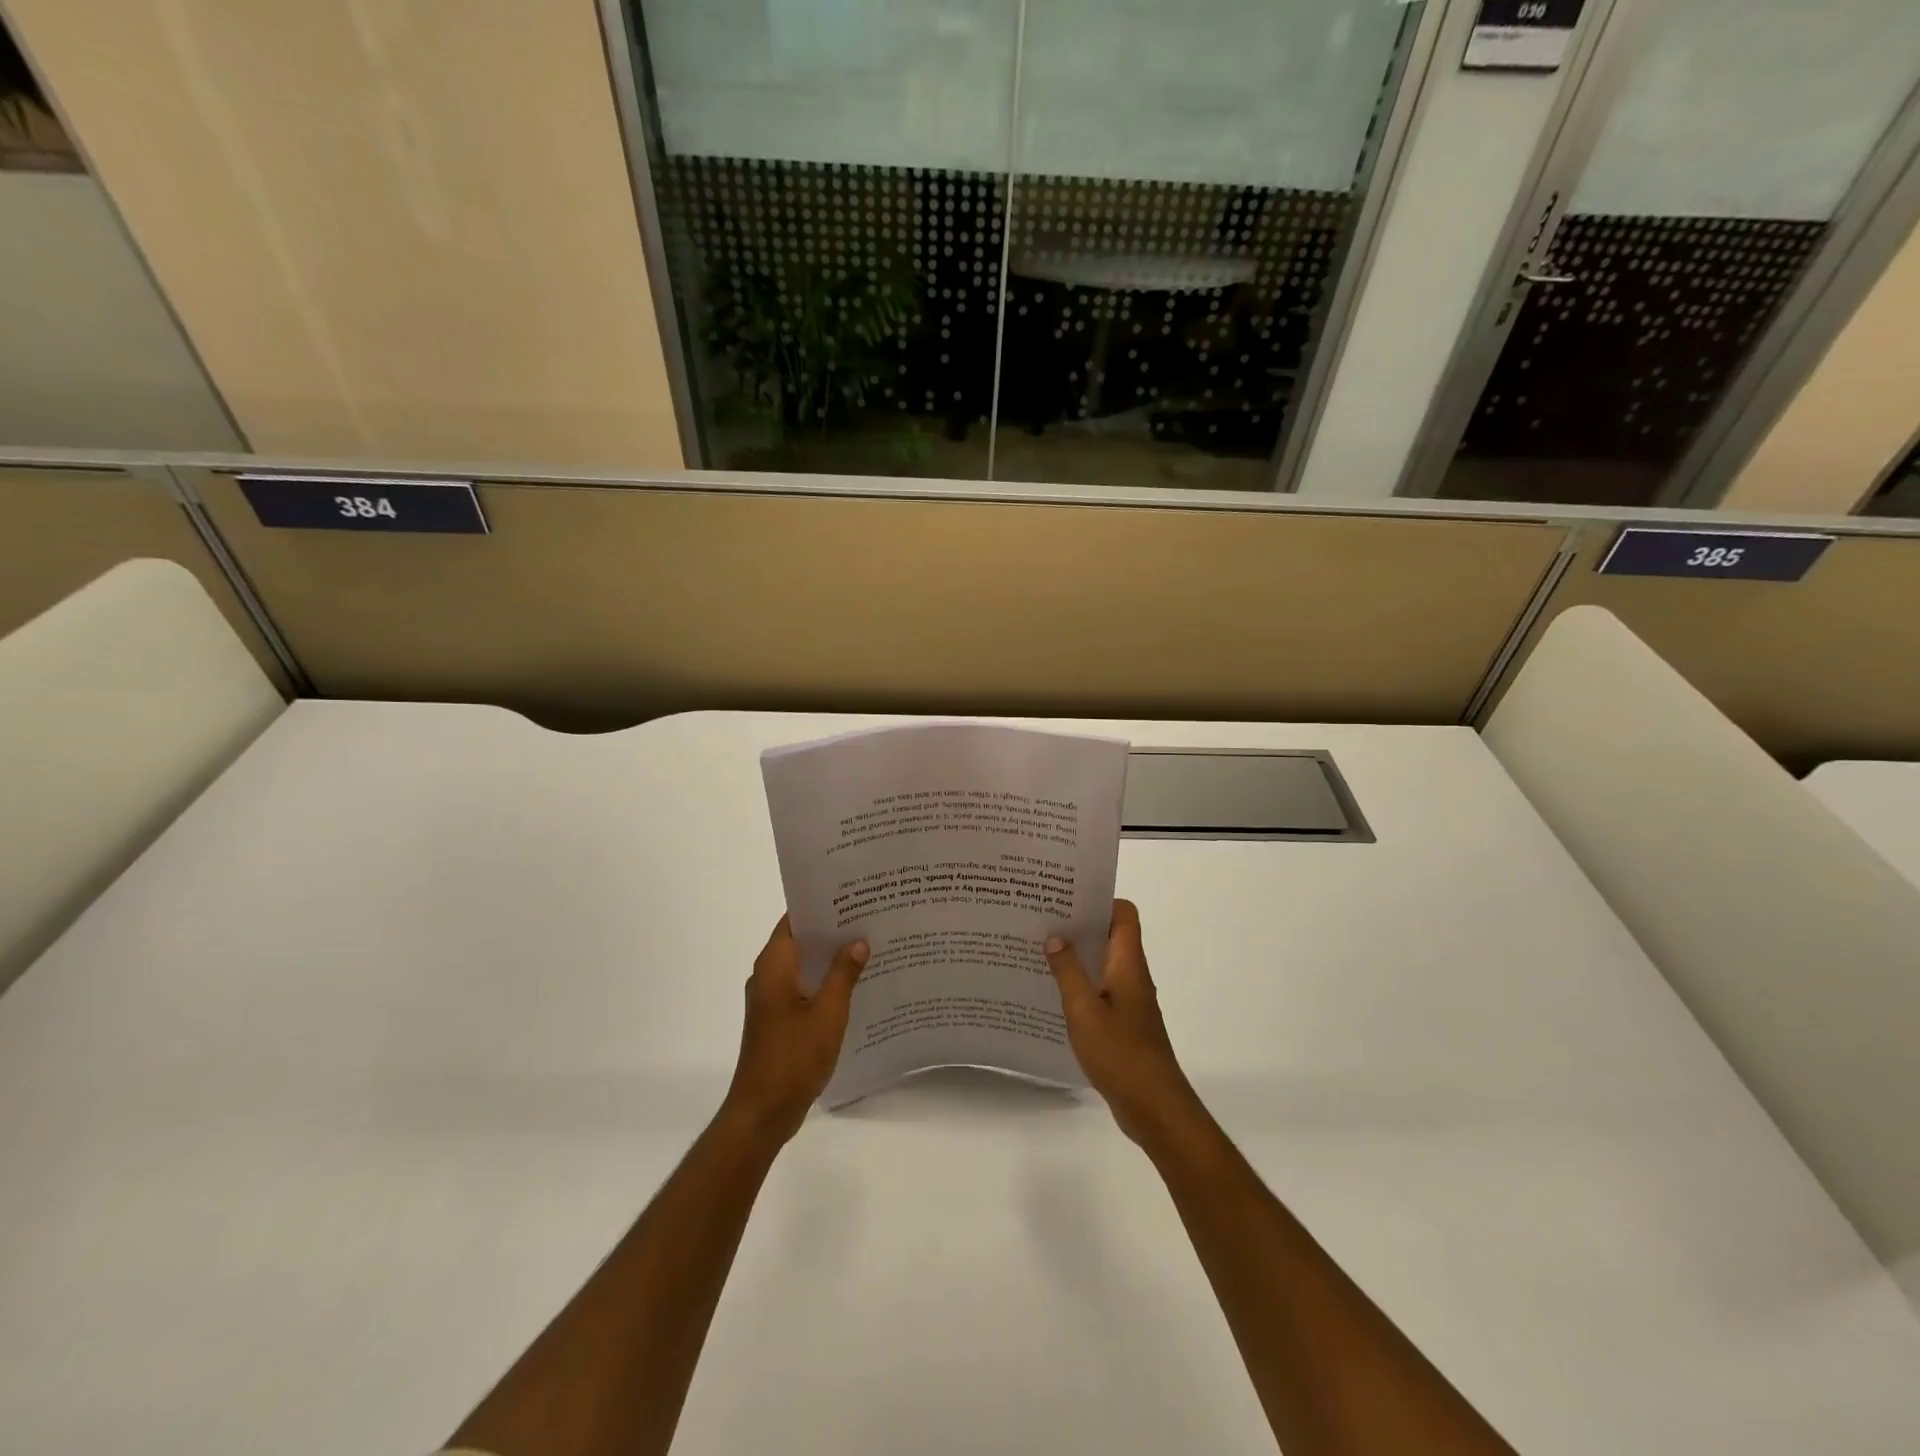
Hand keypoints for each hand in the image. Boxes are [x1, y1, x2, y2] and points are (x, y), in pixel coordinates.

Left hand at [723, 915, 867, 1144]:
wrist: (763, 1112)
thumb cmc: (794, 1057)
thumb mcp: (828, 1012)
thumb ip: (844, 974)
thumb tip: (858, 941)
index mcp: (774, 965)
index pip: (795, 919)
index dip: (821, 905)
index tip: (852, 895)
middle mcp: (768, 975)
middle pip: (801, 940)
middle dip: (832, 930)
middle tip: (870, 917)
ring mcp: (771, 999)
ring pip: (804, 965)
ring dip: (830, 958)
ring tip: (869, 945)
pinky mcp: (778, 1019)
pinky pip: (803, 988)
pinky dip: (825, 981)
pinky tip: (855, 984)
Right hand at [1045, 900, 1205, 1149]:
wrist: (1154, 1107)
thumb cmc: (1120, 1053)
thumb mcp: (1084, 1010)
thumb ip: (1068, 971)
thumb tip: (1055, 936)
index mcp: (1128, 964)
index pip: (1123, 914)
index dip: (1099, 900)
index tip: (1066, 898)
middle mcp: (1133, 976)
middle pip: (1111, 936)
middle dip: (1080, 926)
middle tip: (1042, 920)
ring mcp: (1130, 1001)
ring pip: (1104, 964)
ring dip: (1078, 956)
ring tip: (1040, 951)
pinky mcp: (1124, 1024)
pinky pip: (1101, 991)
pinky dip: (1081, 985)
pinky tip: (1053, 994)